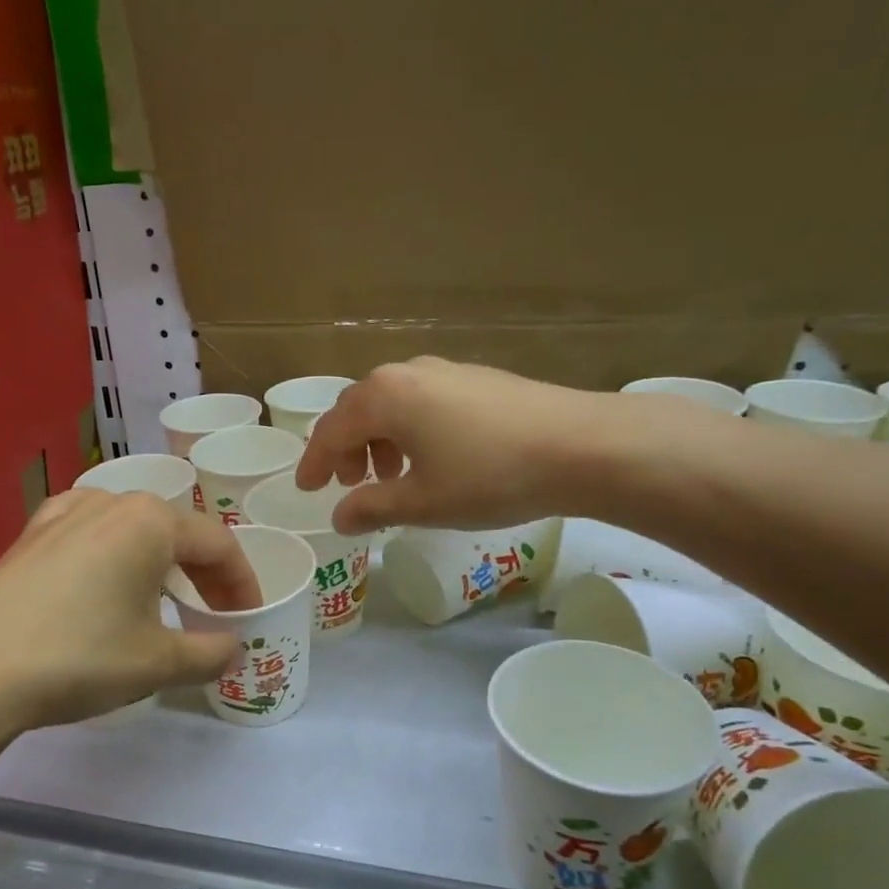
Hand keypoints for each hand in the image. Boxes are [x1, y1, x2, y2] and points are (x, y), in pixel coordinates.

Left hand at [0, 489, 261, 748]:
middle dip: (202, 572)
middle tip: (213, 613)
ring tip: (162, 597)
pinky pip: (88, 533)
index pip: (218, 544)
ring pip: (131, 530)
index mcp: (151, 521)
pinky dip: (112, 554)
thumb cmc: (79, 656)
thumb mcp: (156, 662)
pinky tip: (102, 577)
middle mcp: (110, 502)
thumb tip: (231, 647)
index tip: (248, 618)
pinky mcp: (29, 535)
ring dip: (158, 561)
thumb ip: (208, 652)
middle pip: (175, 531)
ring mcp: (63, 513)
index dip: (242, 583)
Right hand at [296, 357, 681, 533]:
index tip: (307, 489)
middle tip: (350, 485)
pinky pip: (423, 401)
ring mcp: (445, 370)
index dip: (315, 463)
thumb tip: (340, 517)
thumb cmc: (489, 476)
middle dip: (347, 449)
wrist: (581, 446)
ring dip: (379, 440)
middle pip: (358, 410)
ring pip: (393, 405)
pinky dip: (410, 430)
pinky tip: (432, 459)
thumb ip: (372, 508)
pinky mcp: (477, 378)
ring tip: (392, 477)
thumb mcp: (423, 502)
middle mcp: (407, 373)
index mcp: (384, 397)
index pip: (331, 430)